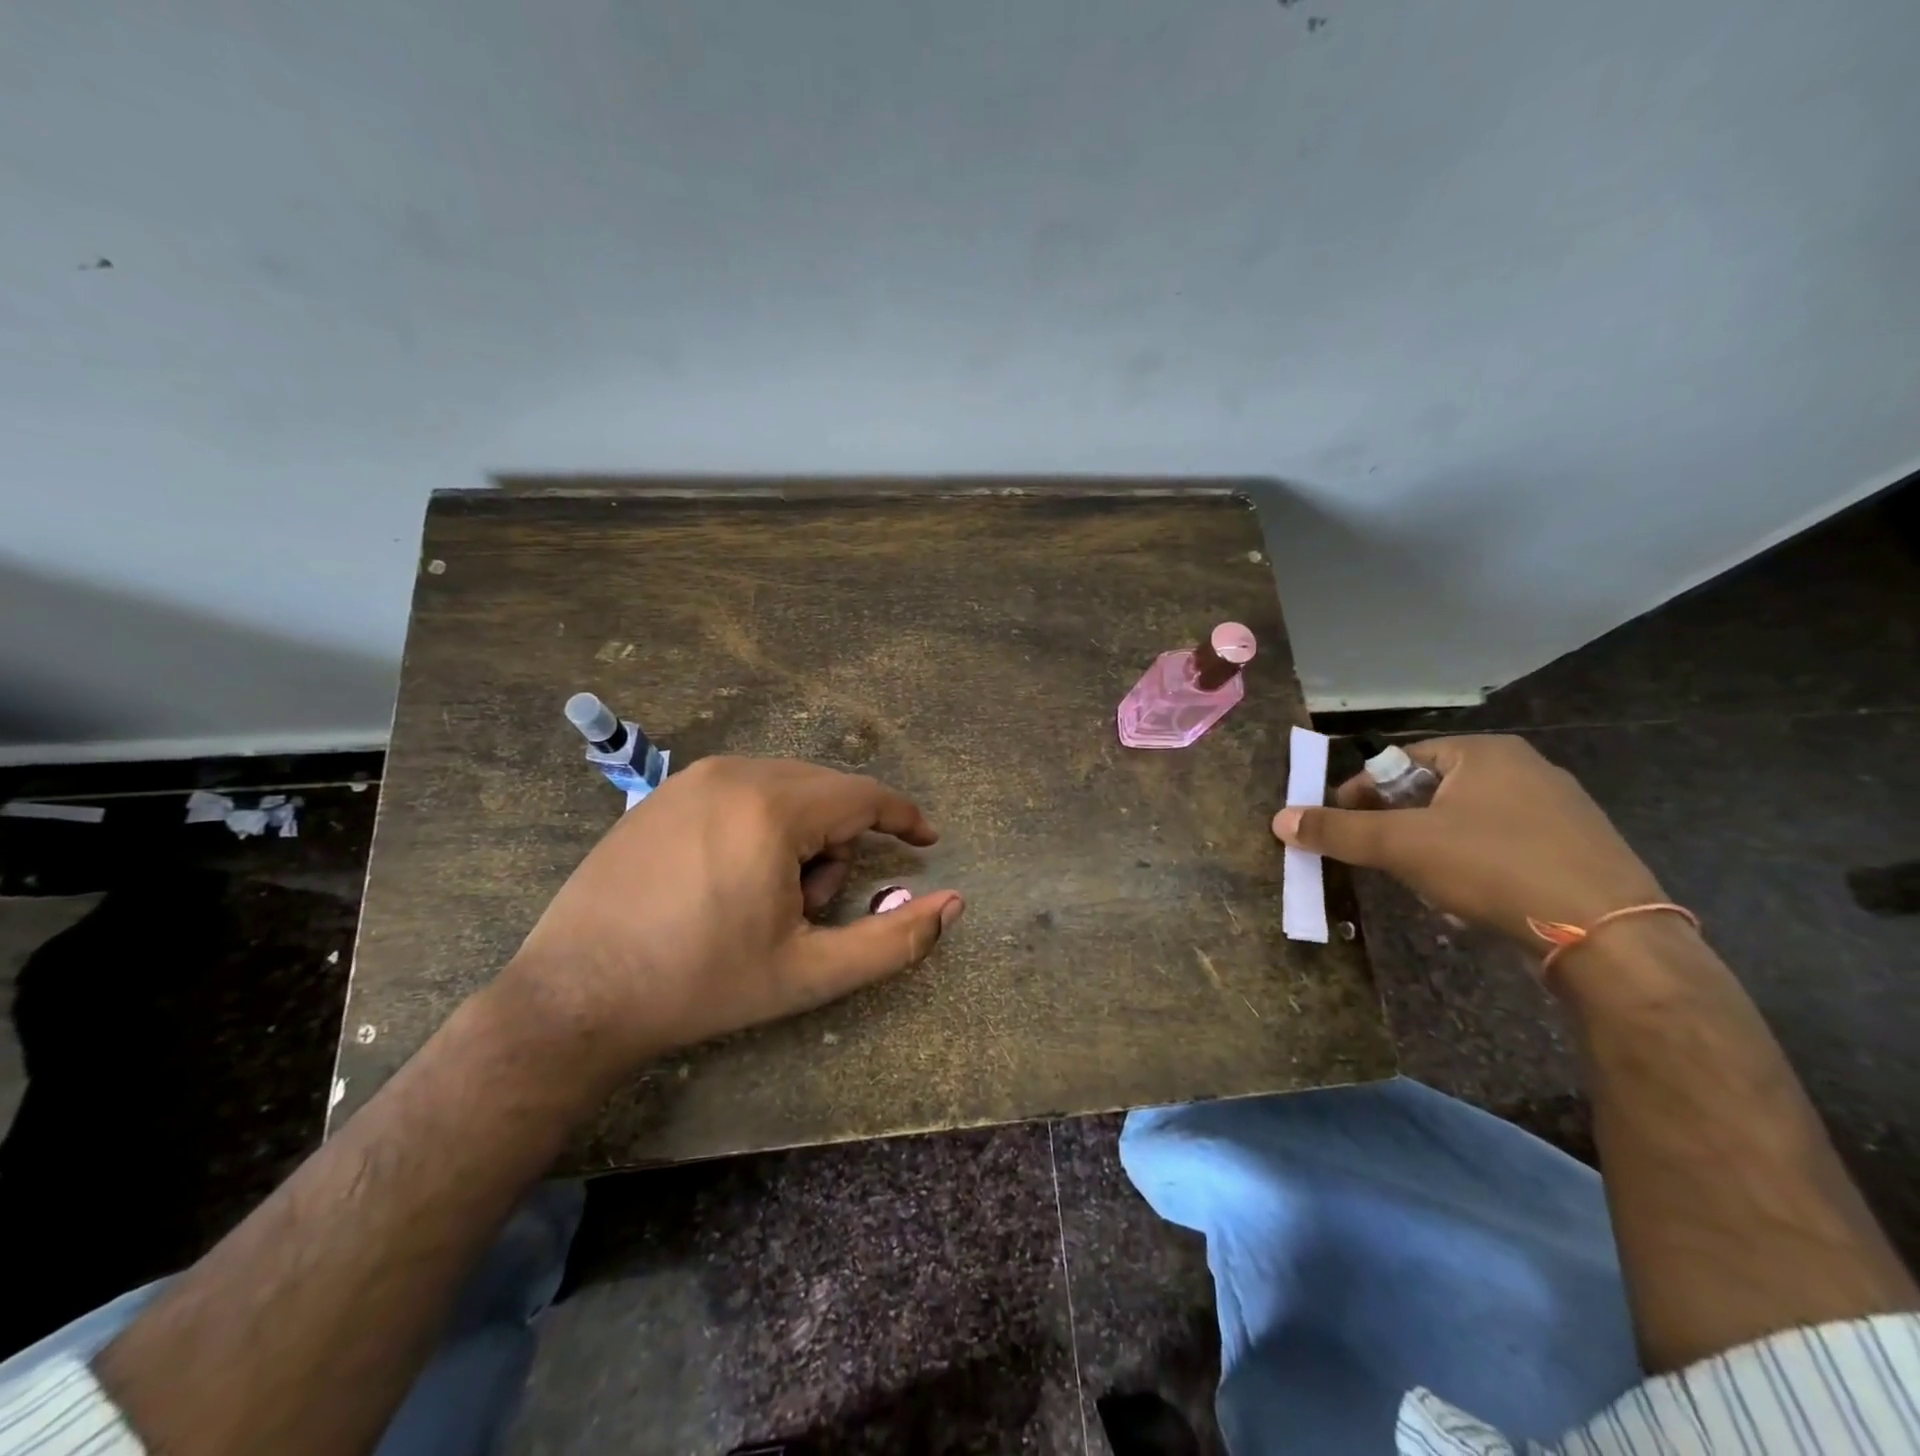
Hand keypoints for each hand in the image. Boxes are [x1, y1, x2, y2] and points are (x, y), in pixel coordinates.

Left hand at [500, 757, 962, 1078]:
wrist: (574, 997)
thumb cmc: (701, 984)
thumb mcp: (809, 972)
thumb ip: (893, 940)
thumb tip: (953, 904)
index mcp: (771, 807)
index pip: (863, 796)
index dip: (904, 817)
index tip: (927, 840)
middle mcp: (733, 772)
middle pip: (825, 793)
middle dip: (839, 845)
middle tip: (810, 908)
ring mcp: (691, 777)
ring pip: (785, 790)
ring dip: (800, 838)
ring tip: (765, 900)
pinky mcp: (662, 792)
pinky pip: (742, 791)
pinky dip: (761, 827)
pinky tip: (728, 880)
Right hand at [1271, 734, 1663, 965]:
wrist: (1612, 936)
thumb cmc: (1495, 867)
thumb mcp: (1402, 846)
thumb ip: (1337, 831)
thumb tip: (1280, 820)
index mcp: (1484, 752)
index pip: (1399, 759)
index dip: (1361, 793)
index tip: (1343, 828)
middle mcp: (1526, 769)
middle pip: (1432, 792)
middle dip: (1399, 827)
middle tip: (1383, 860)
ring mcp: (1561, 810)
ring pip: (1466, 823)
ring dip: (1433, 850)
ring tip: (1426, 887)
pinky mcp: (1581, 850)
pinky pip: (1505, 848)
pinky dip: (1475, 867)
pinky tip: (1472, 902)